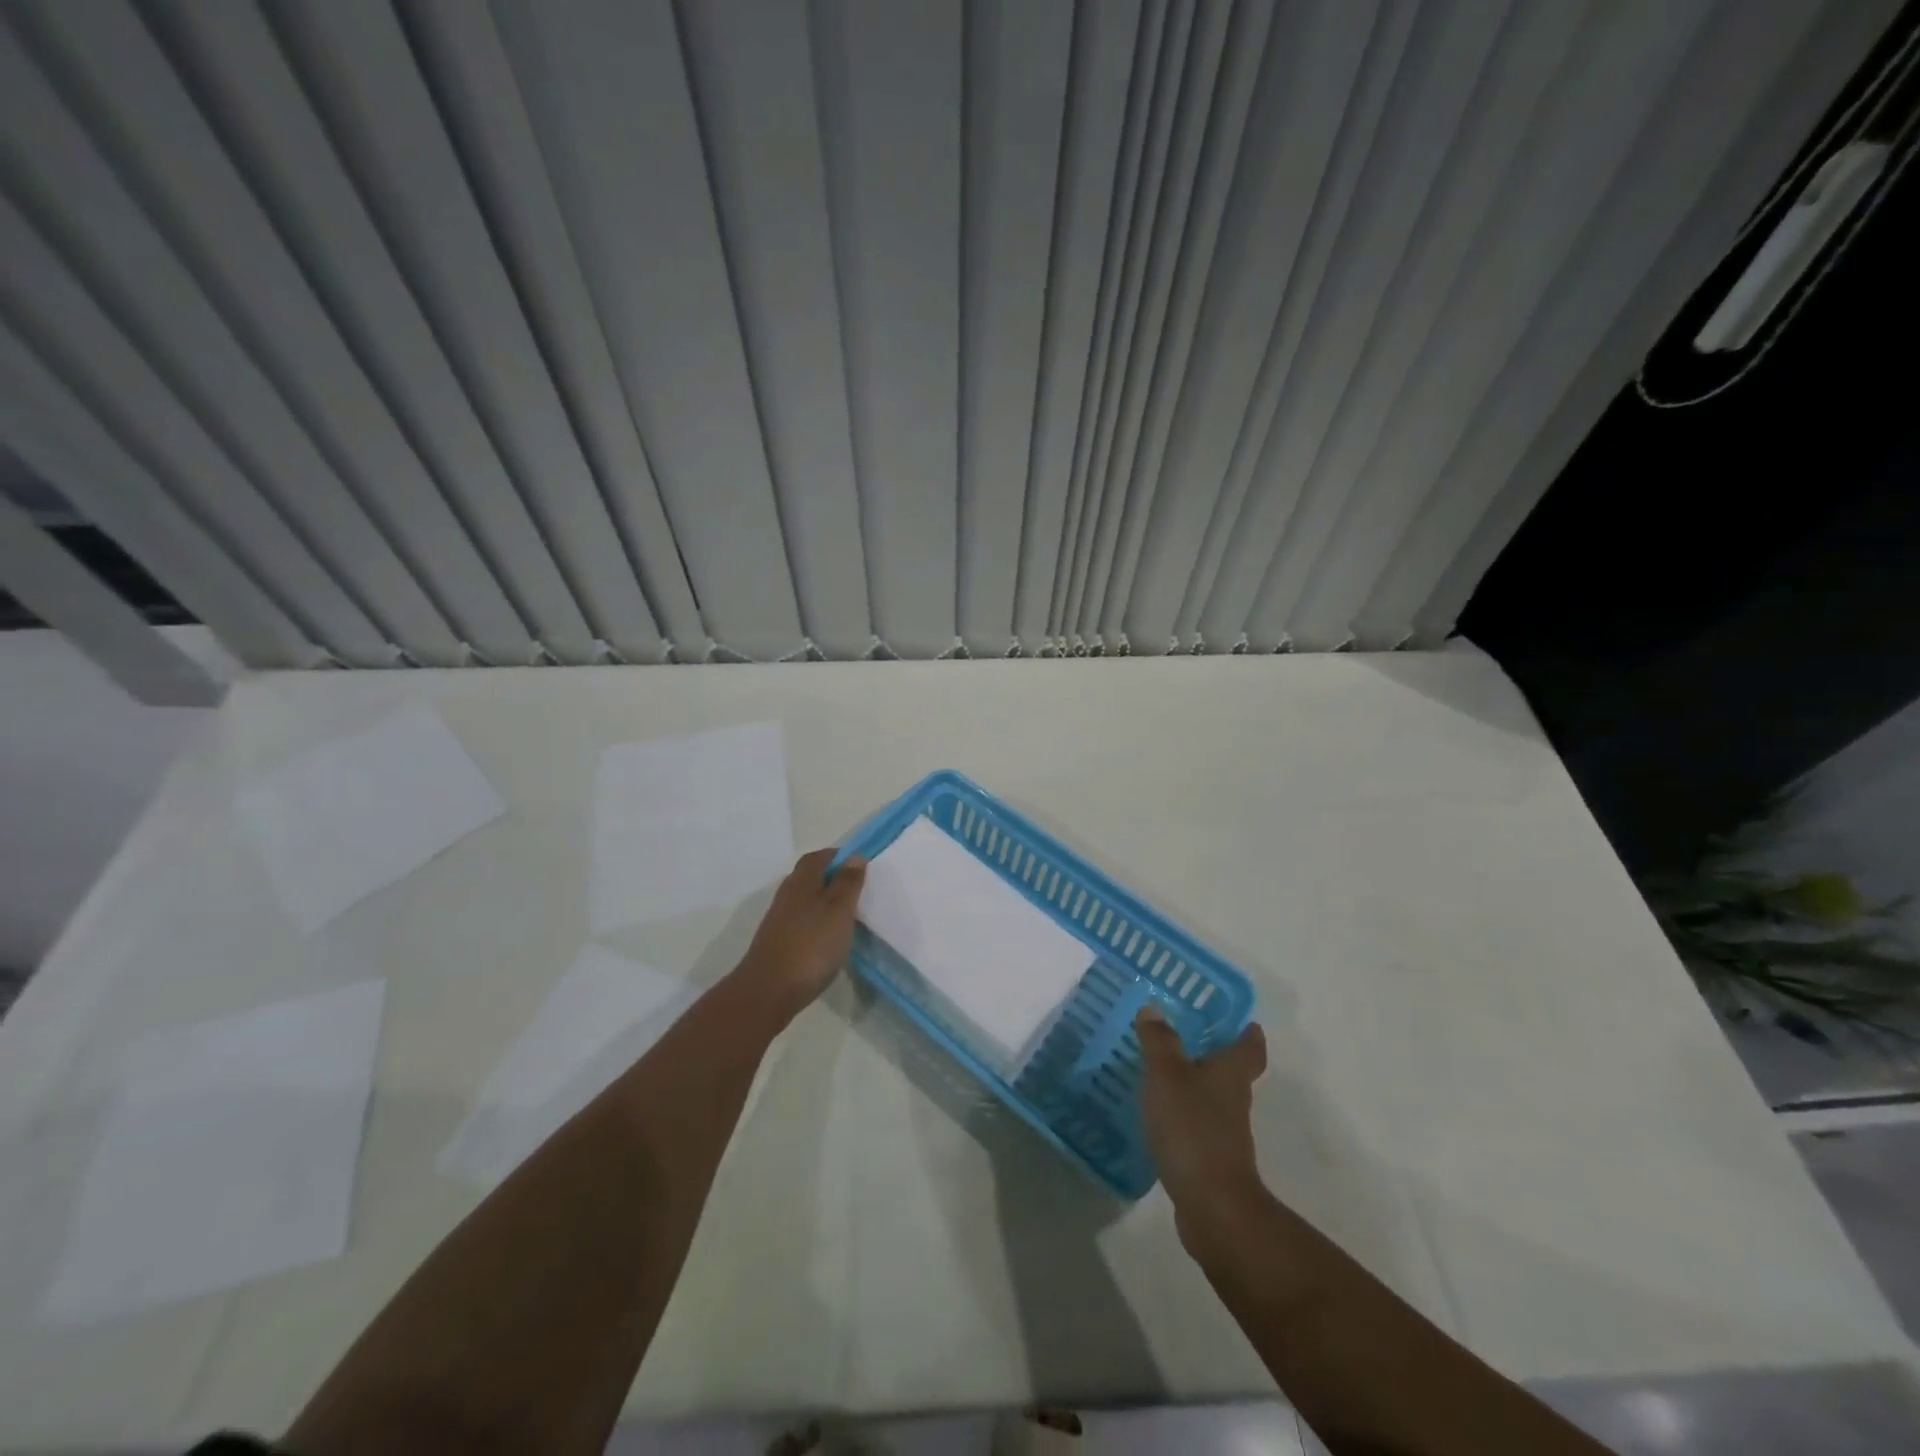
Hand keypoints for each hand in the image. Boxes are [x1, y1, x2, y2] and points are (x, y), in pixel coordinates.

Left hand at [737, 848, 866, 1019]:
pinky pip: (800, 922)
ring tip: (846, 914)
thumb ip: (847, 883)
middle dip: (830, 877)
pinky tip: (828, 938)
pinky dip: (816, 922)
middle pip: (808, 877)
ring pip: (803, 901)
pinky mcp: (777, 943)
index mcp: (801, 882)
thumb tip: (854, 856)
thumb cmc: (811, 945)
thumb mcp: (838, 911)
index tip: (857, 863)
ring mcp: (778, 921)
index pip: (817, 857)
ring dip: (823, 901)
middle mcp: (786, 896)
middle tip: (855, 888)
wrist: (768, 991)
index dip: (836, 856)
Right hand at [1136, 1007, 1266, 1228]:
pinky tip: (1157, 1113)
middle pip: (1232, 1072)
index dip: (1248, 1033)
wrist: (1212, 1208)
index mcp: (1231, 1074)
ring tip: (1160, 1070)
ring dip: (1193, 1085)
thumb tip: (1154, 1008)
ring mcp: (1224, 1134)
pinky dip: (1181, 1115)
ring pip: (1212, 1099)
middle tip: (1185, 1036)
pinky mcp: (1208, 1160)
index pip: (1249, 1047)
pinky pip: (1195, 1126)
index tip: (1242, 1021)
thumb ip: (1160, 1042)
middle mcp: (1233, 1101)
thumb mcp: (1167, 1076)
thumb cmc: (1193, 1129)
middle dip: (1213, 1055)